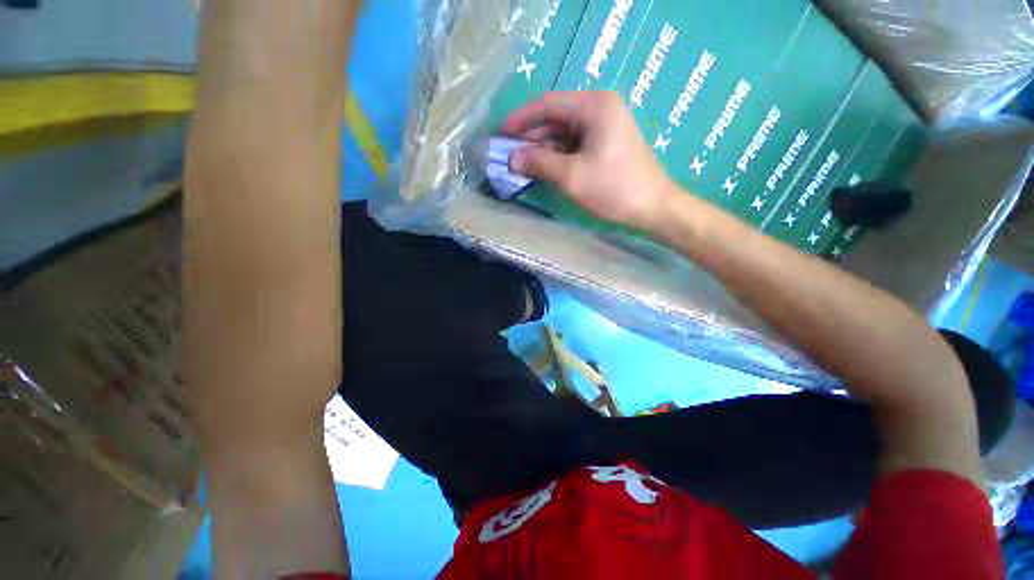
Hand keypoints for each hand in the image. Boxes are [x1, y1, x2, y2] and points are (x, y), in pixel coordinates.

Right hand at [501, 91, 675, 229]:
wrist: (658, 208)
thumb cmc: (616, 187)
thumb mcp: (571, 175)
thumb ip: (537, 161)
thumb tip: (510, 159)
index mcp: (594, 104)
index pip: (546, 103)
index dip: (519, 119)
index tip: (498, 135)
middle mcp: (600, 105)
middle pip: (555, 114)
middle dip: (530, 134)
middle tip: (507, 153)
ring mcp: (607, 120)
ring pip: (564, 127)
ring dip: (543, 144)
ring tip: (520, 162)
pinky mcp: (609, 137)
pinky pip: (576, 137)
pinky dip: (559, 149)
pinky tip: (543, 164)